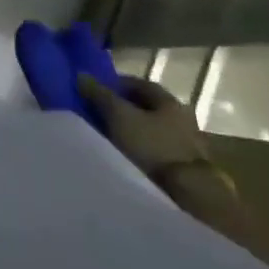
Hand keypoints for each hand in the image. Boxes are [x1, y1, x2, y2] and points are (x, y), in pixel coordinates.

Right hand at [76, 73, 208, 181]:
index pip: (140, 84)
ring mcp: (186, 144)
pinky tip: (124, 153)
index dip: (117, 84)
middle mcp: (182, 119)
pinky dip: (140, 147)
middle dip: (123, 107)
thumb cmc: (152, 145)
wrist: (187, 193)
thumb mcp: (119, 116)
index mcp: (170, 101)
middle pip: (147, 107)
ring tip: (108, 134)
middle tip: (98, 111)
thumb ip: (100, 95)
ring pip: (151, 129)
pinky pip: (155, 148)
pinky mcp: (184, 167)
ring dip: (131, 129)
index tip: (96, 89)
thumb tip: (81, 75)